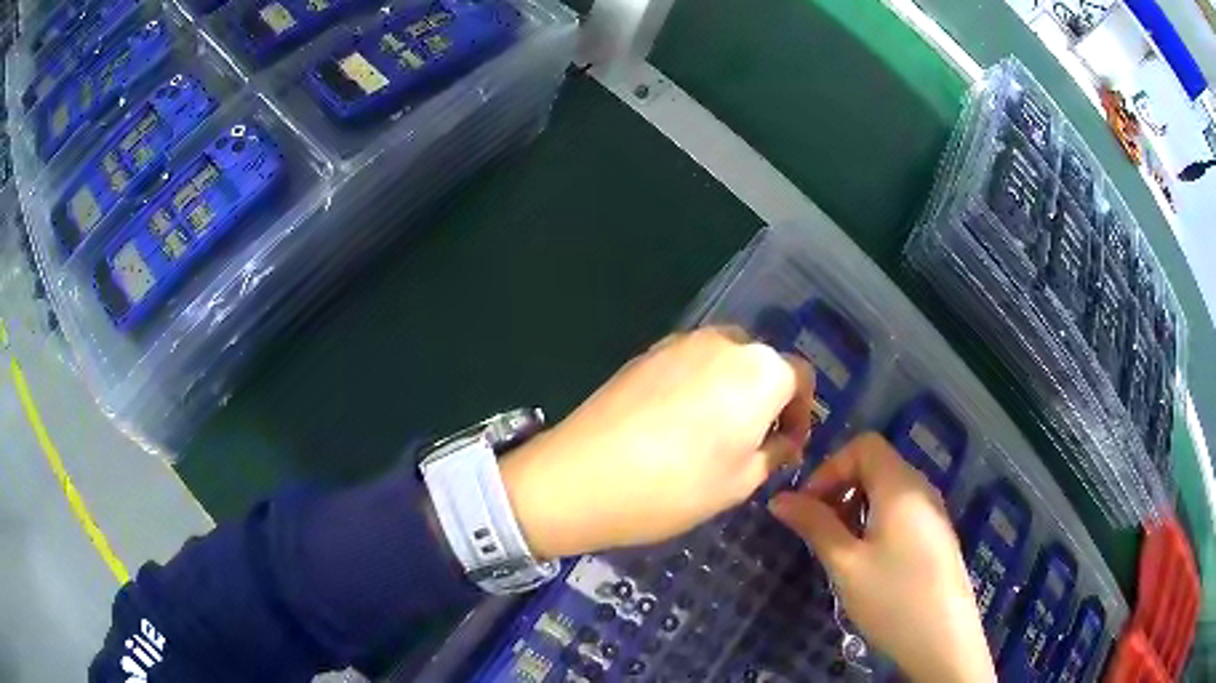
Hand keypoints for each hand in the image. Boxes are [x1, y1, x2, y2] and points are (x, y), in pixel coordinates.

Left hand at [499, 326, 814, 558]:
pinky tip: (675, 425)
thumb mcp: (740, 482)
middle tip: (751, 443)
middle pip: (762, 363)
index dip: (801, 415)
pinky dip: (698, 386)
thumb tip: (784, 441)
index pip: (801, 377)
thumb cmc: (674, 487)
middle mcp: (724, 342)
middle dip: (766, 400)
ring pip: (724, 361)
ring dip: (732, 390)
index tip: (786, 448)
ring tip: (712, 435)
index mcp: (759, 370)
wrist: (579, 478)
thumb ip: (774, 452)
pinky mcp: (645, 353)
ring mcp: (679, 342)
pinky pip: (689, 363)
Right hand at [769, 433, 995, 682]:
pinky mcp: (936, 535)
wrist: (943, 639)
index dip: (830, 467)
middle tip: (817, 530)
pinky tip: (867, 561)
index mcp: (900, 486)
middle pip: (876, 465)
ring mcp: (932, 512)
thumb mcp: (846, 564)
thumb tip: (779, 499)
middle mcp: (921, 489)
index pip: (864, 445)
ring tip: (838, 549)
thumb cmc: (892, 598)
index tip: (808, 506)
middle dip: (840, 489)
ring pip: (887, 491)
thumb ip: (815, 525)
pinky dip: (876, 522)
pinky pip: (901, 511)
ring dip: (856, 508)